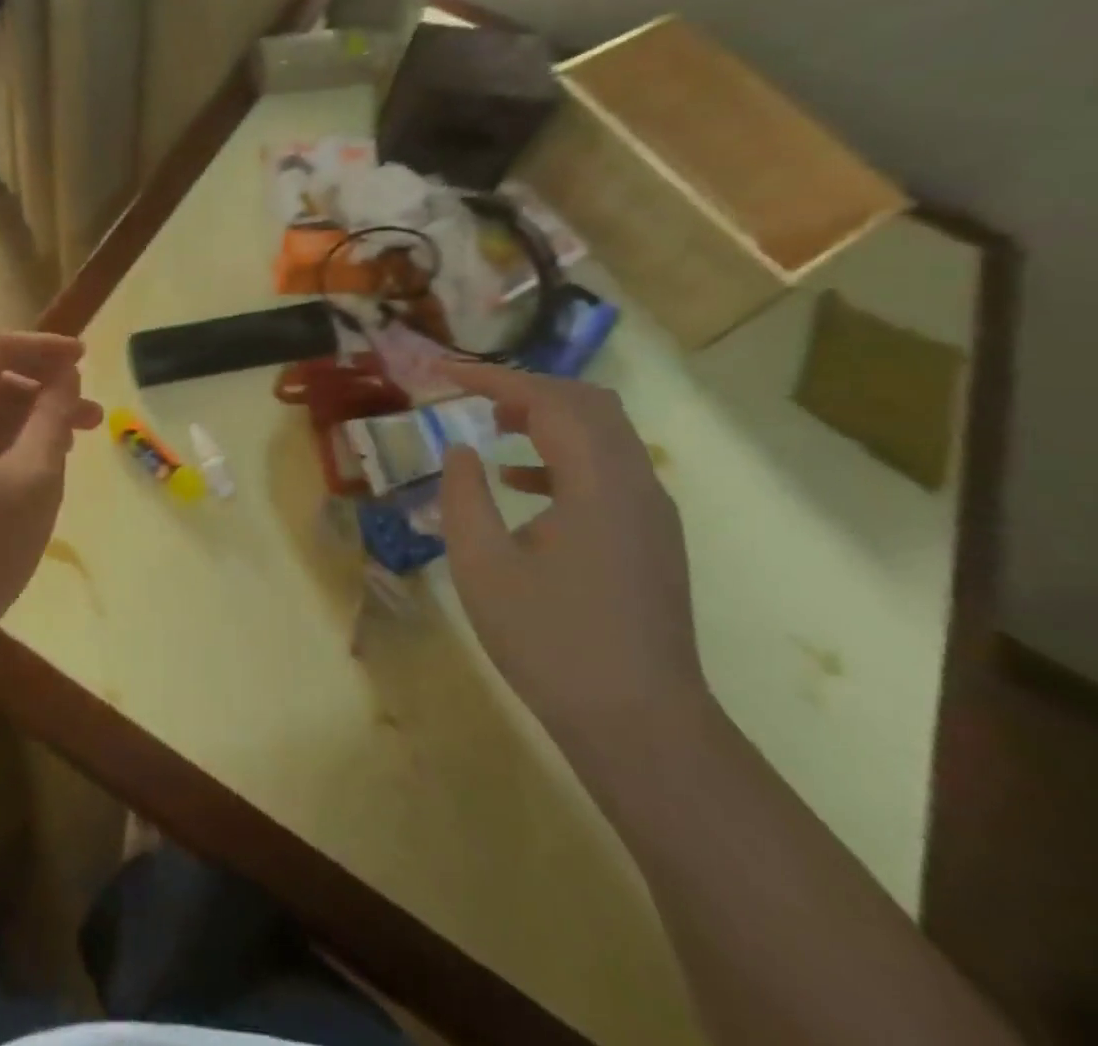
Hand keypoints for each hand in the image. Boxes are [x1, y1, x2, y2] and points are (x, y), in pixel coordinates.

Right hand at [439, 361, 705, 753]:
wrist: (639, 725)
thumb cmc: (551, 643)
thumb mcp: (482, 566)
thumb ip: (464, 496)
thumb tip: (462, 450)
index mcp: (599, 483)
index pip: (549, 401)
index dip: (494, 379)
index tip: (446, 372)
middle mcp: (636, 484)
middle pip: (587, 404)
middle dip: (526, 389)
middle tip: (473, 396)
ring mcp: (651, 512)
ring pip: (603, 434)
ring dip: (548, 420)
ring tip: (493, 429)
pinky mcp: (651, 538)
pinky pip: (609, 469)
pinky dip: (564, 457)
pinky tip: (521, 485)